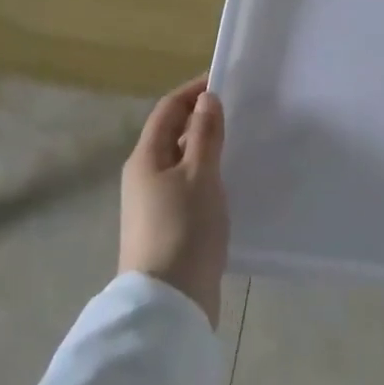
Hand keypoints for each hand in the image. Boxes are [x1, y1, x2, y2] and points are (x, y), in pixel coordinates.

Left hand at [120, 75, 228, 327]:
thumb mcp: (200, 175)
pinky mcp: (168, 227)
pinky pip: (187, 187)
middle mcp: (144, 177)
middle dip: (201, 118)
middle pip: (171, 135)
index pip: (168, 110)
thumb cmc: (184, 229)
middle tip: (239, 111)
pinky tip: (230, 183)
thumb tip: (206, 99)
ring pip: (181, 162)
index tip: (224, 82)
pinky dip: (207, 175)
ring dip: (206, 148)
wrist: (168, 303)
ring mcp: (153, 205)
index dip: (193, 92)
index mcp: (145, 158)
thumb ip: (204, 135)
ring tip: (240, 142)